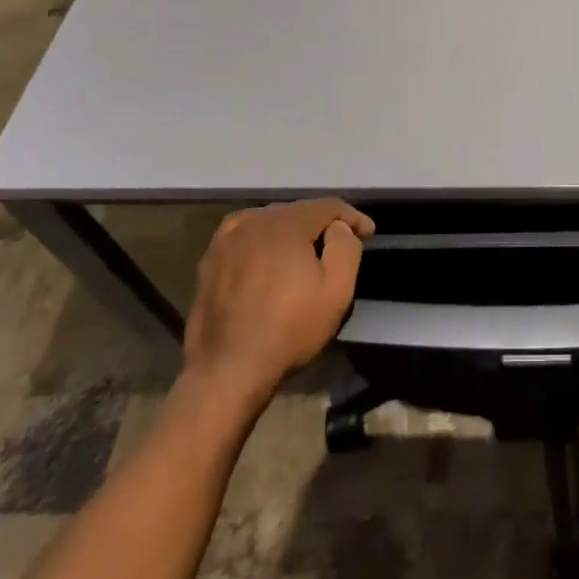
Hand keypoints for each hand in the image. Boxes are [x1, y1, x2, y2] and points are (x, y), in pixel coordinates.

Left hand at [182, 198, 373, 404]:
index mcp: (285, 223)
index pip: (328, 206)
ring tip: (305, 252)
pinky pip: (245, 236)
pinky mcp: (210, 261)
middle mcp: (253, 220)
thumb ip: (345, 246)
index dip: (352, 217)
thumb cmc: (289, 330)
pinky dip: (263, 241)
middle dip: (322, 224)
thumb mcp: (337, 290)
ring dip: (292, 231)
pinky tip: (267, 257)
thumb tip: (337, 227)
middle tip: (340, 244)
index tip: (368, 234)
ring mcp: (226, 240)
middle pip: (298, 211)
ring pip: (270, 222)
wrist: (227, 371)